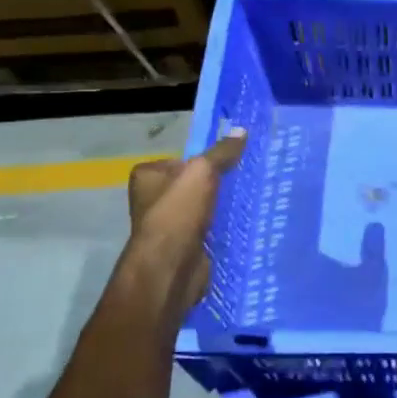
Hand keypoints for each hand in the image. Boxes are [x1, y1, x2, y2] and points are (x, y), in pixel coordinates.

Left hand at [110, 130, 246, 332]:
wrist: (171, 267)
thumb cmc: (178, 212)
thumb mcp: (203, 171)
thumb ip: (222, 152)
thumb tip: (242, 130)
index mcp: (147, 176)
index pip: (180, 159)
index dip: (203, 160)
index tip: (229, 161)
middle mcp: (152, 199)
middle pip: (192, 184)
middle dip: (216, 183)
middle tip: (244, 177)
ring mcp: (168, 225)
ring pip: (202, 207)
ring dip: (221, 206)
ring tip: (249, 198)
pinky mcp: (184, 246)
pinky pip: (208, 228)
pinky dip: (223, 227)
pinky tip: (243, 222)